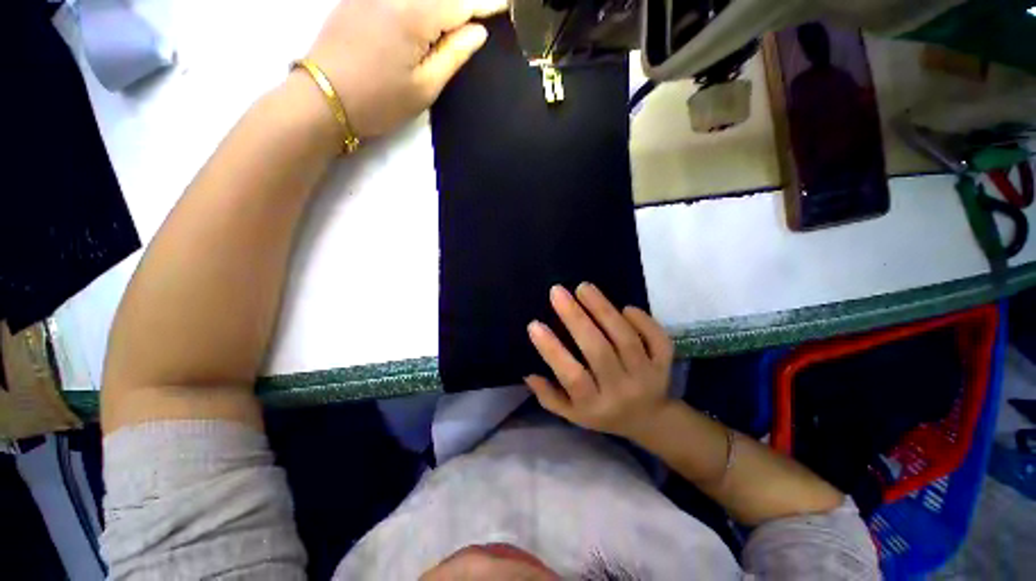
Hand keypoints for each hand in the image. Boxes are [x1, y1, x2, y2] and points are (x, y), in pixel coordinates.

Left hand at [306, 0, 505, 137]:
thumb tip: (477, 32)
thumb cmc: (380, 100)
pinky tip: (429, 11)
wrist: (324, 97)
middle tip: (482, 11)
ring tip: (457, 17)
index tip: (506, 4)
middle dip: (464, 1)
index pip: (461, 2)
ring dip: (442, 2)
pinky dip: (421, 1)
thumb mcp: (424, 87)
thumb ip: (453, 55)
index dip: (485, 3)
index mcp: (415, 15)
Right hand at [525, 283, 674, 438]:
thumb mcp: (572, 414)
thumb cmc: (602, 413)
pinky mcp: (665, 364)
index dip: (552, 350)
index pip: (572, 377)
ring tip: (583, 288)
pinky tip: (624, 307)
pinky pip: (657, 339)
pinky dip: (642, 320)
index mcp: (595, 406)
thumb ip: (549, 396)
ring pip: (626, 339)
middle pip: (599, 351)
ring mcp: (647, 376)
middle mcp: (621, 391)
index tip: (534, 325)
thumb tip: (528, 372)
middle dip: (576, 318)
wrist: (650, 420)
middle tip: (557, 292)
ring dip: (603, 309)